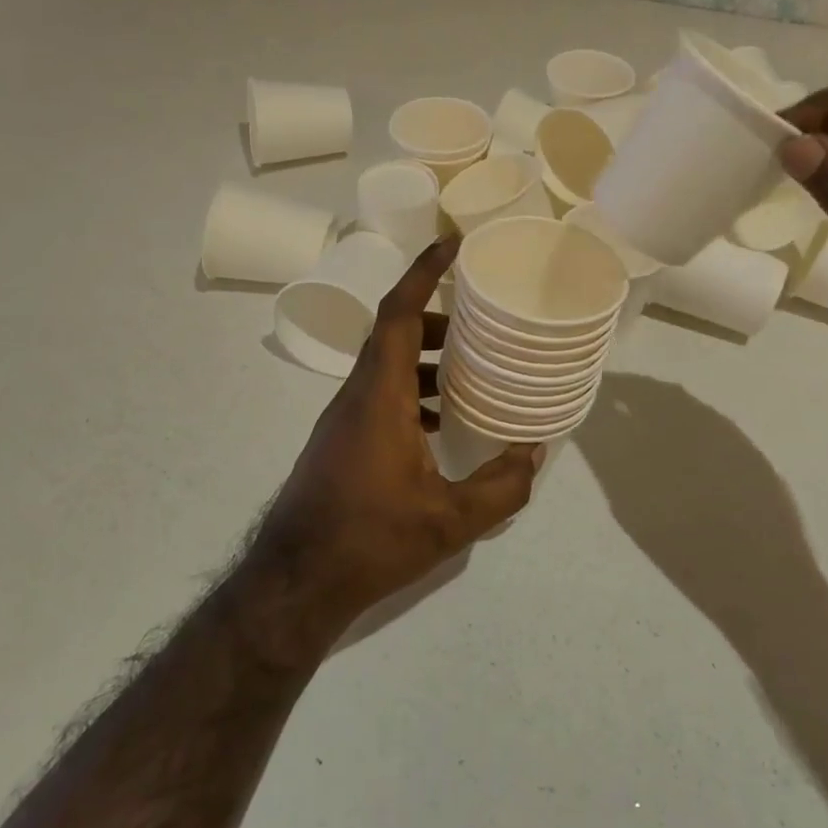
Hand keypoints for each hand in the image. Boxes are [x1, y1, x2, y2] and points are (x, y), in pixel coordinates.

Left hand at [246, 236, 540, 633]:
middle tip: (480, 322)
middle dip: (436, 317)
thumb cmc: (369, 540)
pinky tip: (441, 424)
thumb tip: (534, 453)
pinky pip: (380, 394)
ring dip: (425, 357)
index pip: (398, 313)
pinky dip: (413, 390)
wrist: (294, 583)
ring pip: (386, 364)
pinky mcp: (341, 441)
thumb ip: (501, 487)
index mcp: (379, 395)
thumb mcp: (449, 522)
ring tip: (470, 371)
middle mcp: (357, 395)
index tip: (451, 244)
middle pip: (393, 332)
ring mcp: (344, 418)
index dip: (423, 272)